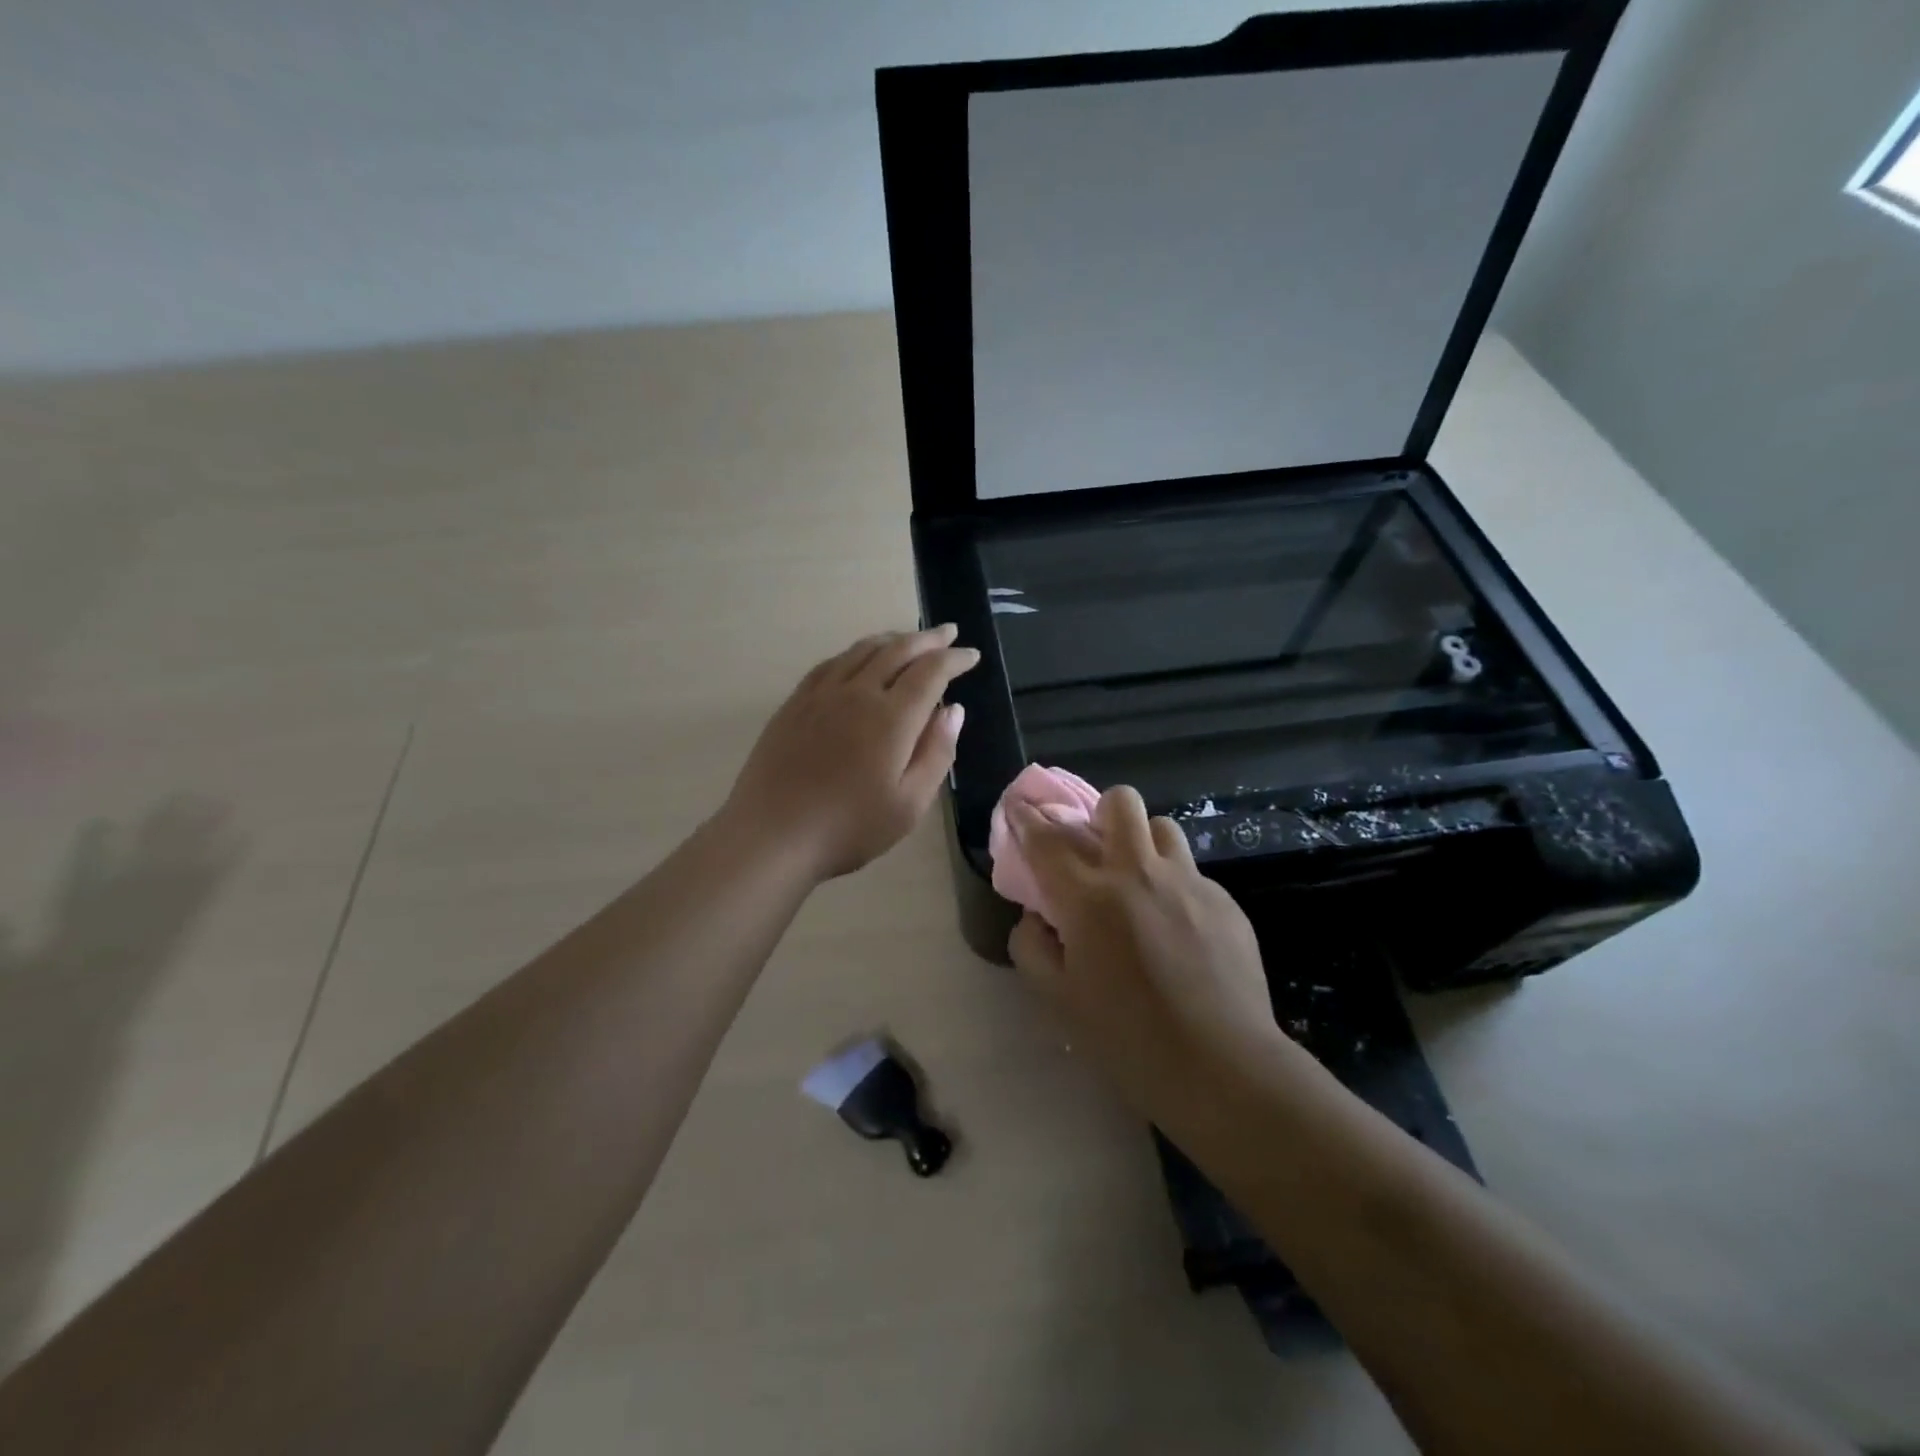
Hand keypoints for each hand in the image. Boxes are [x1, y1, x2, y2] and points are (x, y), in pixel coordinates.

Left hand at [722, 626, 978, 881]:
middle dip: (928, 639)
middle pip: (898, 650)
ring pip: (863, 650)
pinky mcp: (795, 703)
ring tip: (909, 639)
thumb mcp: (909, 804)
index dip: (955, 659)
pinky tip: (858, 658)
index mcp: (892, 718)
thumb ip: (936, 752)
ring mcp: (821, 694)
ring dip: (892, 639)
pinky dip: (855, 652)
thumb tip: (954, 710)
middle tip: (948, 632)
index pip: (931, 672)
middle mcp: (858, 693)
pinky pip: (831, 663)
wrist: (772, 835)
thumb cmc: (849, 828)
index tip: (972, 654)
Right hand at [1006, 787, 1285, 1122]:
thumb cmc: (1127, 1038)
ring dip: (1143, 843)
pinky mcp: (1225, 901)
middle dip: (1101, 812)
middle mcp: (1138, 874)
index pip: (1047, 839)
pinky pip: (1192, 873)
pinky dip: (1174, 886)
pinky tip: (1179, 930)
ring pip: (1162, 827)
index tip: (1020, 807)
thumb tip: (1036, 916)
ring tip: (1141, 880)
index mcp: (1089, 897)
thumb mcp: (1058, 999)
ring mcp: (1188, 883)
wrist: (1222, 1066)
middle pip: (1119, 803)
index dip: (1027, 818)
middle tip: (1097, 847)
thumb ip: (1033, 947)